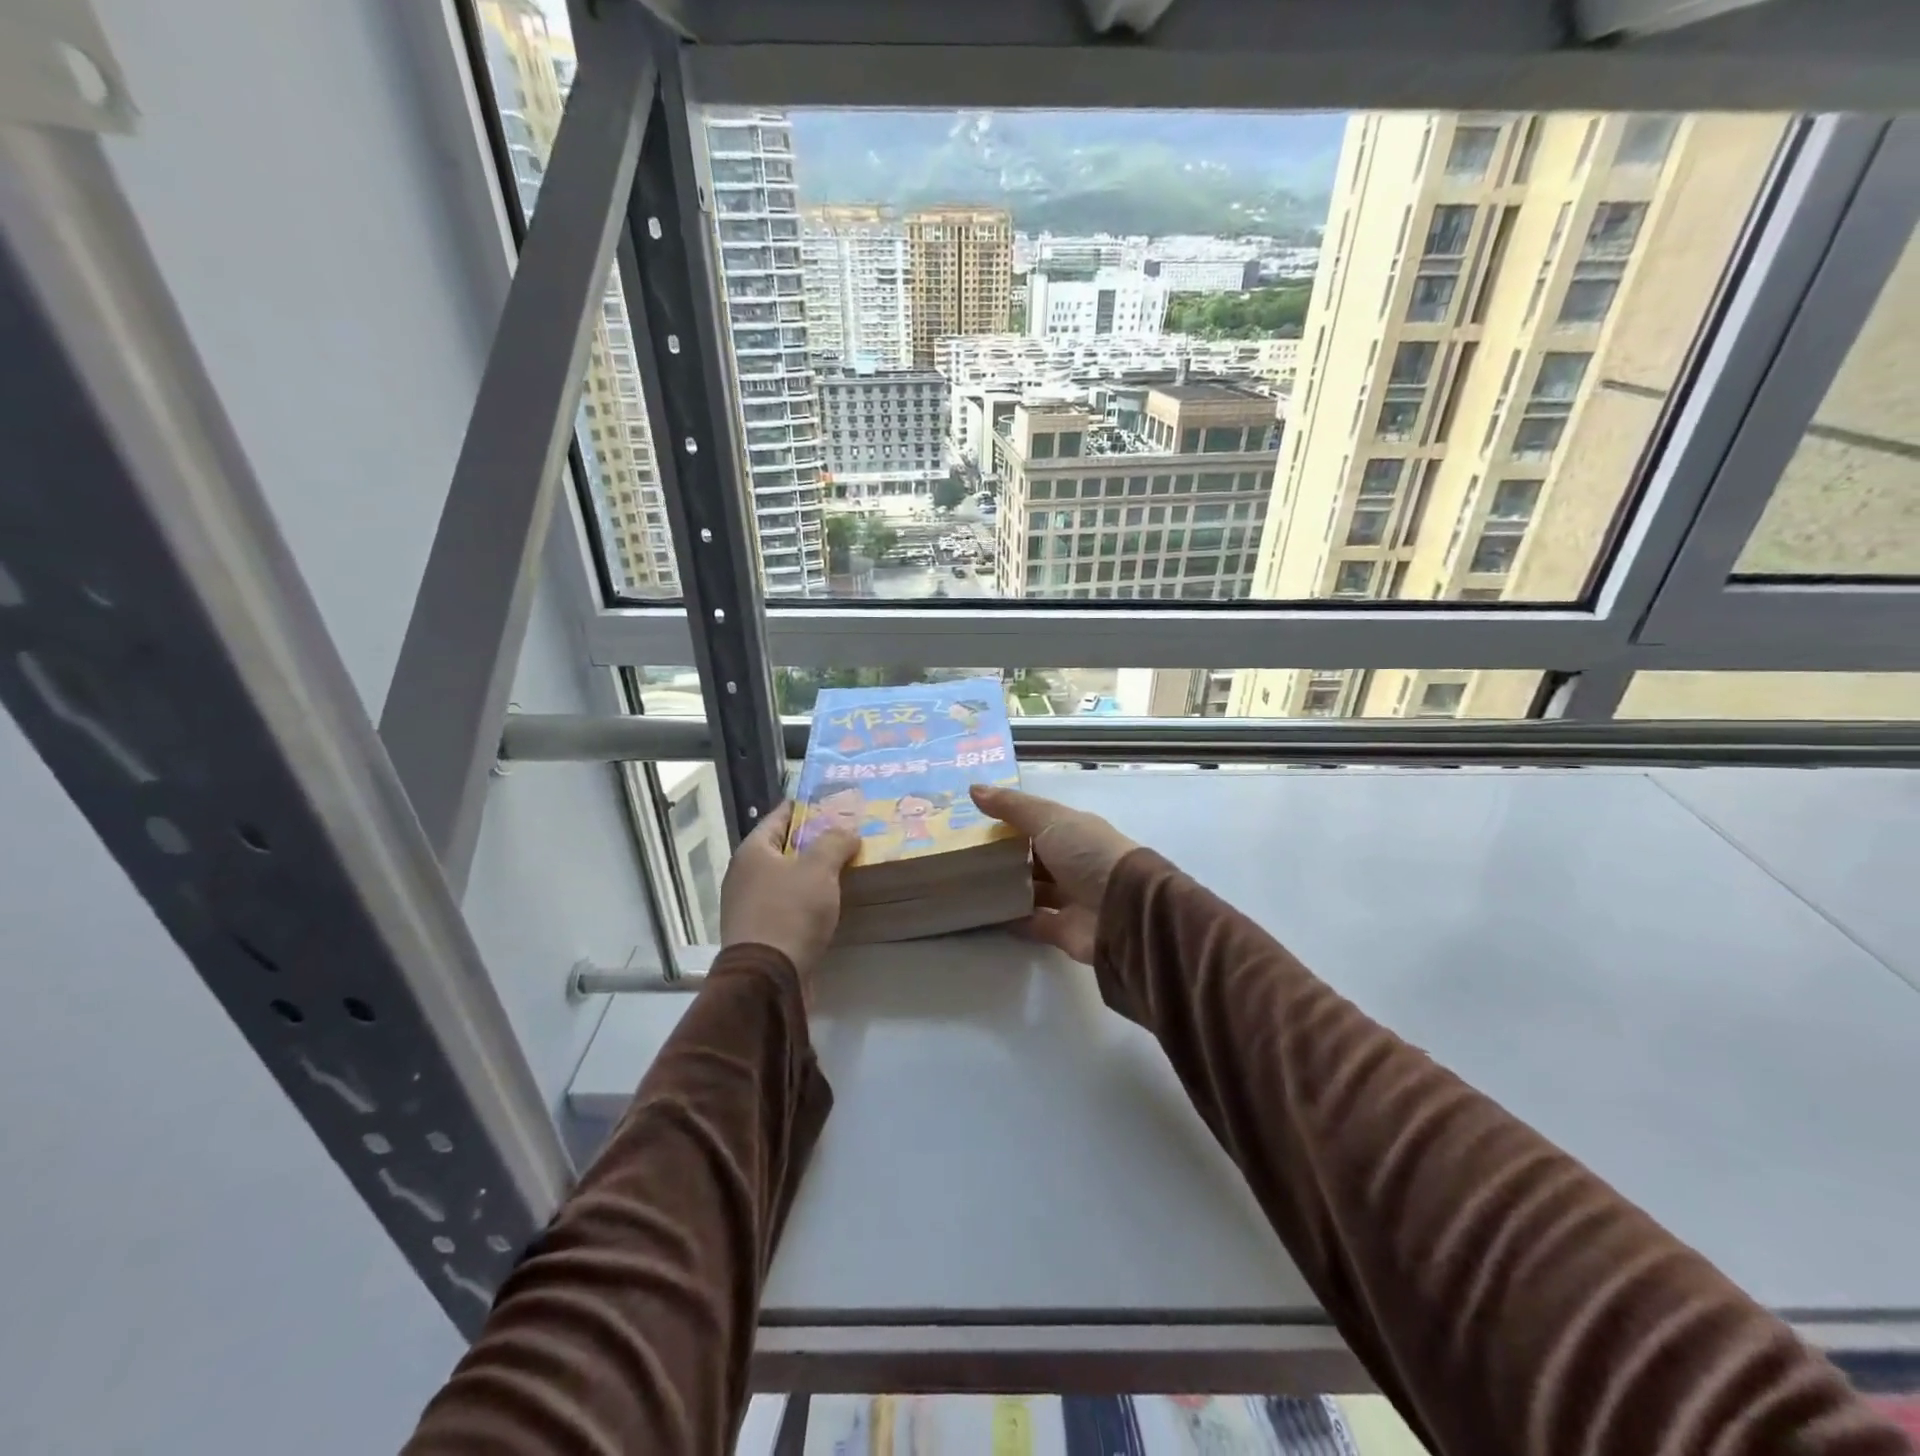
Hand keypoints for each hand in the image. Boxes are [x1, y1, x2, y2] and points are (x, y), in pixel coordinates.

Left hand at [720, 801, 859, 995]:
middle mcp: (744, 875)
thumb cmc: (790, 912)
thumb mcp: (818, 869)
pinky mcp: (760, 933)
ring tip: (843, 867)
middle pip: (782, 848)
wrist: (768, 978)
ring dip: (810, 873)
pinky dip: (806, 900)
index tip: (828, 801)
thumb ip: (834, 842)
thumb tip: (846, 830)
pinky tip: (829, 902)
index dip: (803, 807)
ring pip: (785, 879)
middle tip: (844, 834)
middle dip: (812, 841)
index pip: (778, 817)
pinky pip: (787, 905)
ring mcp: (749, 906)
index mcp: (752, 852)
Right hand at [969, 785, 1138, 964]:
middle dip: (1003, 856)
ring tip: (966, 883)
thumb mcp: (1049, 820)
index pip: (1037, 823)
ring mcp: (1069, 898)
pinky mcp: (1063, 930)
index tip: (972, 821)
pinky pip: (1031, 922)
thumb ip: (1012, 807)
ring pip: (1031, 890)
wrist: (1123, 911)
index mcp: (1073, 832)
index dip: (1008, 821)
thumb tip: (973, 789)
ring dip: (1005, 888)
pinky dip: (1011, 918)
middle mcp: (1073, 863)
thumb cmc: (1088, 854)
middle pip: (1032, 857)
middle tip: (962, 854)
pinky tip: (983, 913)